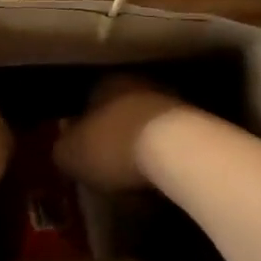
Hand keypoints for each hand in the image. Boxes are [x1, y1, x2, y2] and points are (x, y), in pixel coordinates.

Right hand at [54, 75, 186, 190]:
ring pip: (146, 123)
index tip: (80, 150)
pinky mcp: (197, 124)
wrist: (178, 150)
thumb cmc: (114, 146)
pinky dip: (163, 156)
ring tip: (133, 174)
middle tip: (105, 163)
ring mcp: (171, 101)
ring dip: (140, 144)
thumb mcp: (70, 154)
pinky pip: (170, 141)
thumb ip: (63, 148)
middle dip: (113, 133)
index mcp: (106, 82)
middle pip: (120, 109)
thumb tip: (64, 149)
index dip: (82, 126)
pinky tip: (157, 178)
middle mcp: (139, 83)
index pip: (88, 98)